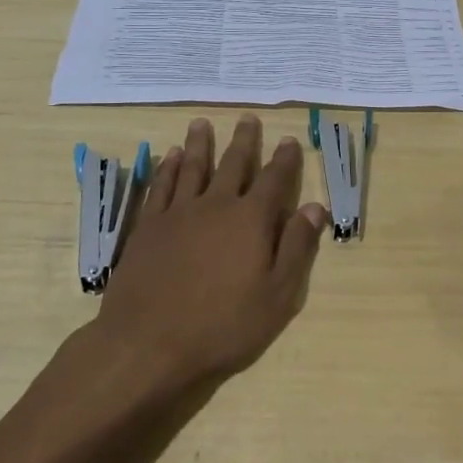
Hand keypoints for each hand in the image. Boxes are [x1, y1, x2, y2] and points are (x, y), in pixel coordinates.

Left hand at [92, 116, 327, 389]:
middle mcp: (215, 206)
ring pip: (193, 167)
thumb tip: (314, 206)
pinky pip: (161, 186)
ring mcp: (178, 214)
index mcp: (251, 220)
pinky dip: (168, 167)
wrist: (148, 344)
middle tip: (248, 118)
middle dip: (244, 141)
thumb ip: (297, 248)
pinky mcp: (148, 227)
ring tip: (202, 123)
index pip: (274, 180)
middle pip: (233, 164)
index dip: (284, 159)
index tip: (290, 140)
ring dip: (200, 144)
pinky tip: (171, 156)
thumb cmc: (222, 326)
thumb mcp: (277, 296)